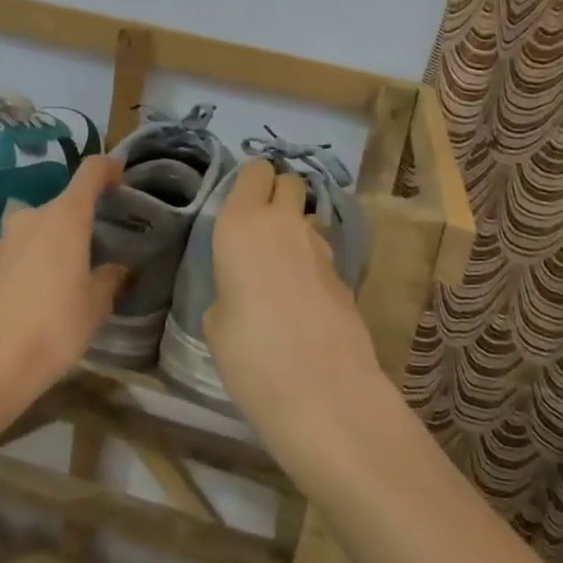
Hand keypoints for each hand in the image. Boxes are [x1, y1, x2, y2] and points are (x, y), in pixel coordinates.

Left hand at [0, 155, 126, 406]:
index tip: (119, 178)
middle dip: (74, 225)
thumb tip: (119, 269)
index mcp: (64, 219)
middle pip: (57, 208)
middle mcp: (28, 219)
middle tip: (88, 256)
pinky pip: (4, 259)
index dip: (107, 168)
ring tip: (51, 284)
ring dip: (41, 248)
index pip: (90, 172)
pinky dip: (16, 270)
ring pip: (27, 233)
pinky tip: (19, 303)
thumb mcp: (95, 308)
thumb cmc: (53, 330)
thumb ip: (109, 279)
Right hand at [205, 160, 383, 457]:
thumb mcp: (216, 321)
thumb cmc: (250, 354)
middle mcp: (283, 223)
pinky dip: (312, 263)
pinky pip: (323, 252)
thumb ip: (228, 285)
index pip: (255, 170)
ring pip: (308, 216)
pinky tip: (304, 300)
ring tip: (281, 269)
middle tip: (260, 231)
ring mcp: (321, 247)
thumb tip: (244, 286)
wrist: (324, 392)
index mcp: (241, 224)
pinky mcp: (346, 274)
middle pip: (289, 182)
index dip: (250, 184)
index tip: (238, 207)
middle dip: (277, 195)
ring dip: (296, 229)